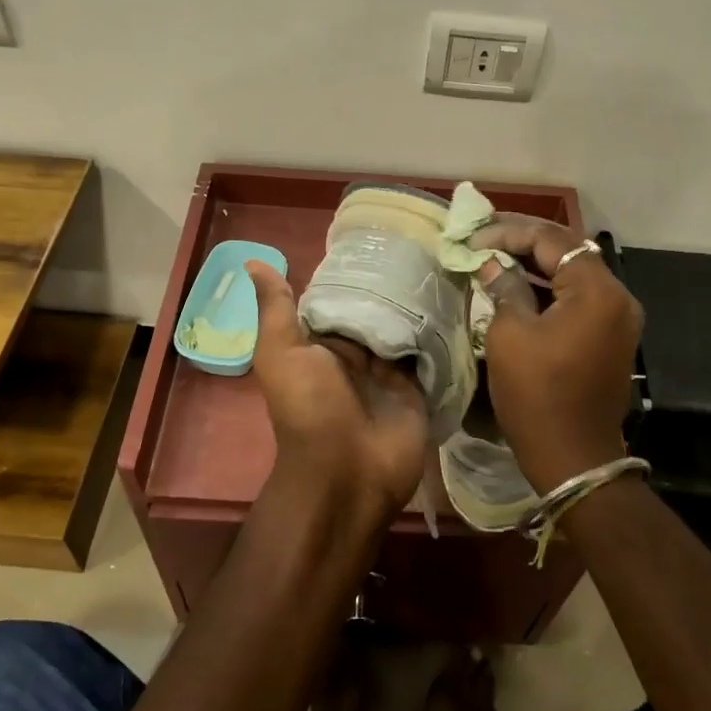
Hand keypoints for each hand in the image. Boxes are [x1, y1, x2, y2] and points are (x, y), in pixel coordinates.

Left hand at [246, 261, 428, 522]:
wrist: (347, 473)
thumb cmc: (310, 409)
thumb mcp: (283, 355)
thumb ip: (276, 310)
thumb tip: (253, 261)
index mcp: (321, 344)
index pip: (339, 299)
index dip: (354, 272)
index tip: (378, 237)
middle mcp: (356, 354)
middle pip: (376, 310)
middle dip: (394, 284)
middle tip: (423, 244)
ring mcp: (389, 371)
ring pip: (405, 327)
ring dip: (421, 303)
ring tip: (446, 261)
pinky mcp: (418, 387)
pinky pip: (430, 352)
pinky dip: (440, 330)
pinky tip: (457, 296)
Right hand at [469, 218, 643, 493]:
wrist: (574, 459)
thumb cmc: (537, 395)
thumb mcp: (510, 336)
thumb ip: (503, 288)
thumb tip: (490, 264)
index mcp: (597, 291)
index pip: (551, 240)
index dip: (508, 232)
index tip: (472, 236)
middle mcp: (617, 297)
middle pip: (567, 252)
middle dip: (523, 242)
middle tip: (482, 238)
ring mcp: (618, 319)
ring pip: (573, 275)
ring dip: (535, 265)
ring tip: (493, 256)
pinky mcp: (610, 338)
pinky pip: (578, 299)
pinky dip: (548, 289)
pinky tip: (516, 286)